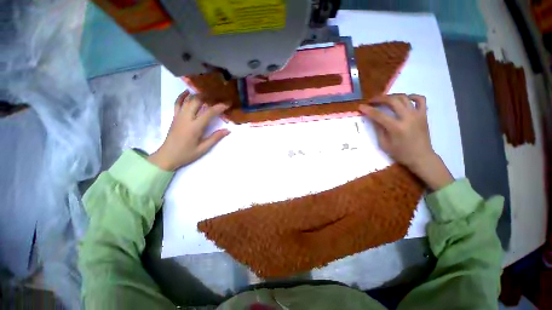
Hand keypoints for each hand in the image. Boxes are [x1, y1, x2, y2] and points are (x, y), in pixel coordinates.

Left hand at [148, 91, 229, 170]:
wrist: (167, 156)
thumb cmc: (186, 154)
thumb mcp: (203, 148)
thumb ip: (215, 138)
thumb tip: (228, 130)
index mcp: (195, 127)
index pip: (209, 112)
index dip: (219, 107)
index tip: (227, 104)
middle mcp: (186, 118)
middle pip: (197, 101)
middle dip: (208, 96)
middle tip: (218, 96)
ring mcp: (179, 116)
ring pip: (188, 100)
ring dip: (198, 95)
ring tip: (208, 93)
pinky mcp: (175, 117)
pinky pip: (177, 103)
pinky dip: (182, 96)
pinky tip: (187, 92)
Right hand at [359, 94, 453, 189]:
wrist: (421, 157)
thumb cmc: (401, 153)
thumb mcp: (384, 144)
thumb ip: (378, 129)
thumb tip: (373, 119)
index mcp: (396, 128)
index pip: (379, 115)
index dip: (368, 110)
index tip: (361, 106)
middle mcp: (407, 118)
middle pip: (392, 101)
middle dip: (379, 99)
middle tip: (371, 101)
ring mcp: (417, 115)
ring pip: (404, 97)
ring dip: (392, 96)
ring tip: (384, 99)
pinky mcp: (424, 115)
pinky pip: (420, 100)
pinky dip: (412, 96)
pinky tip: (404, 99)